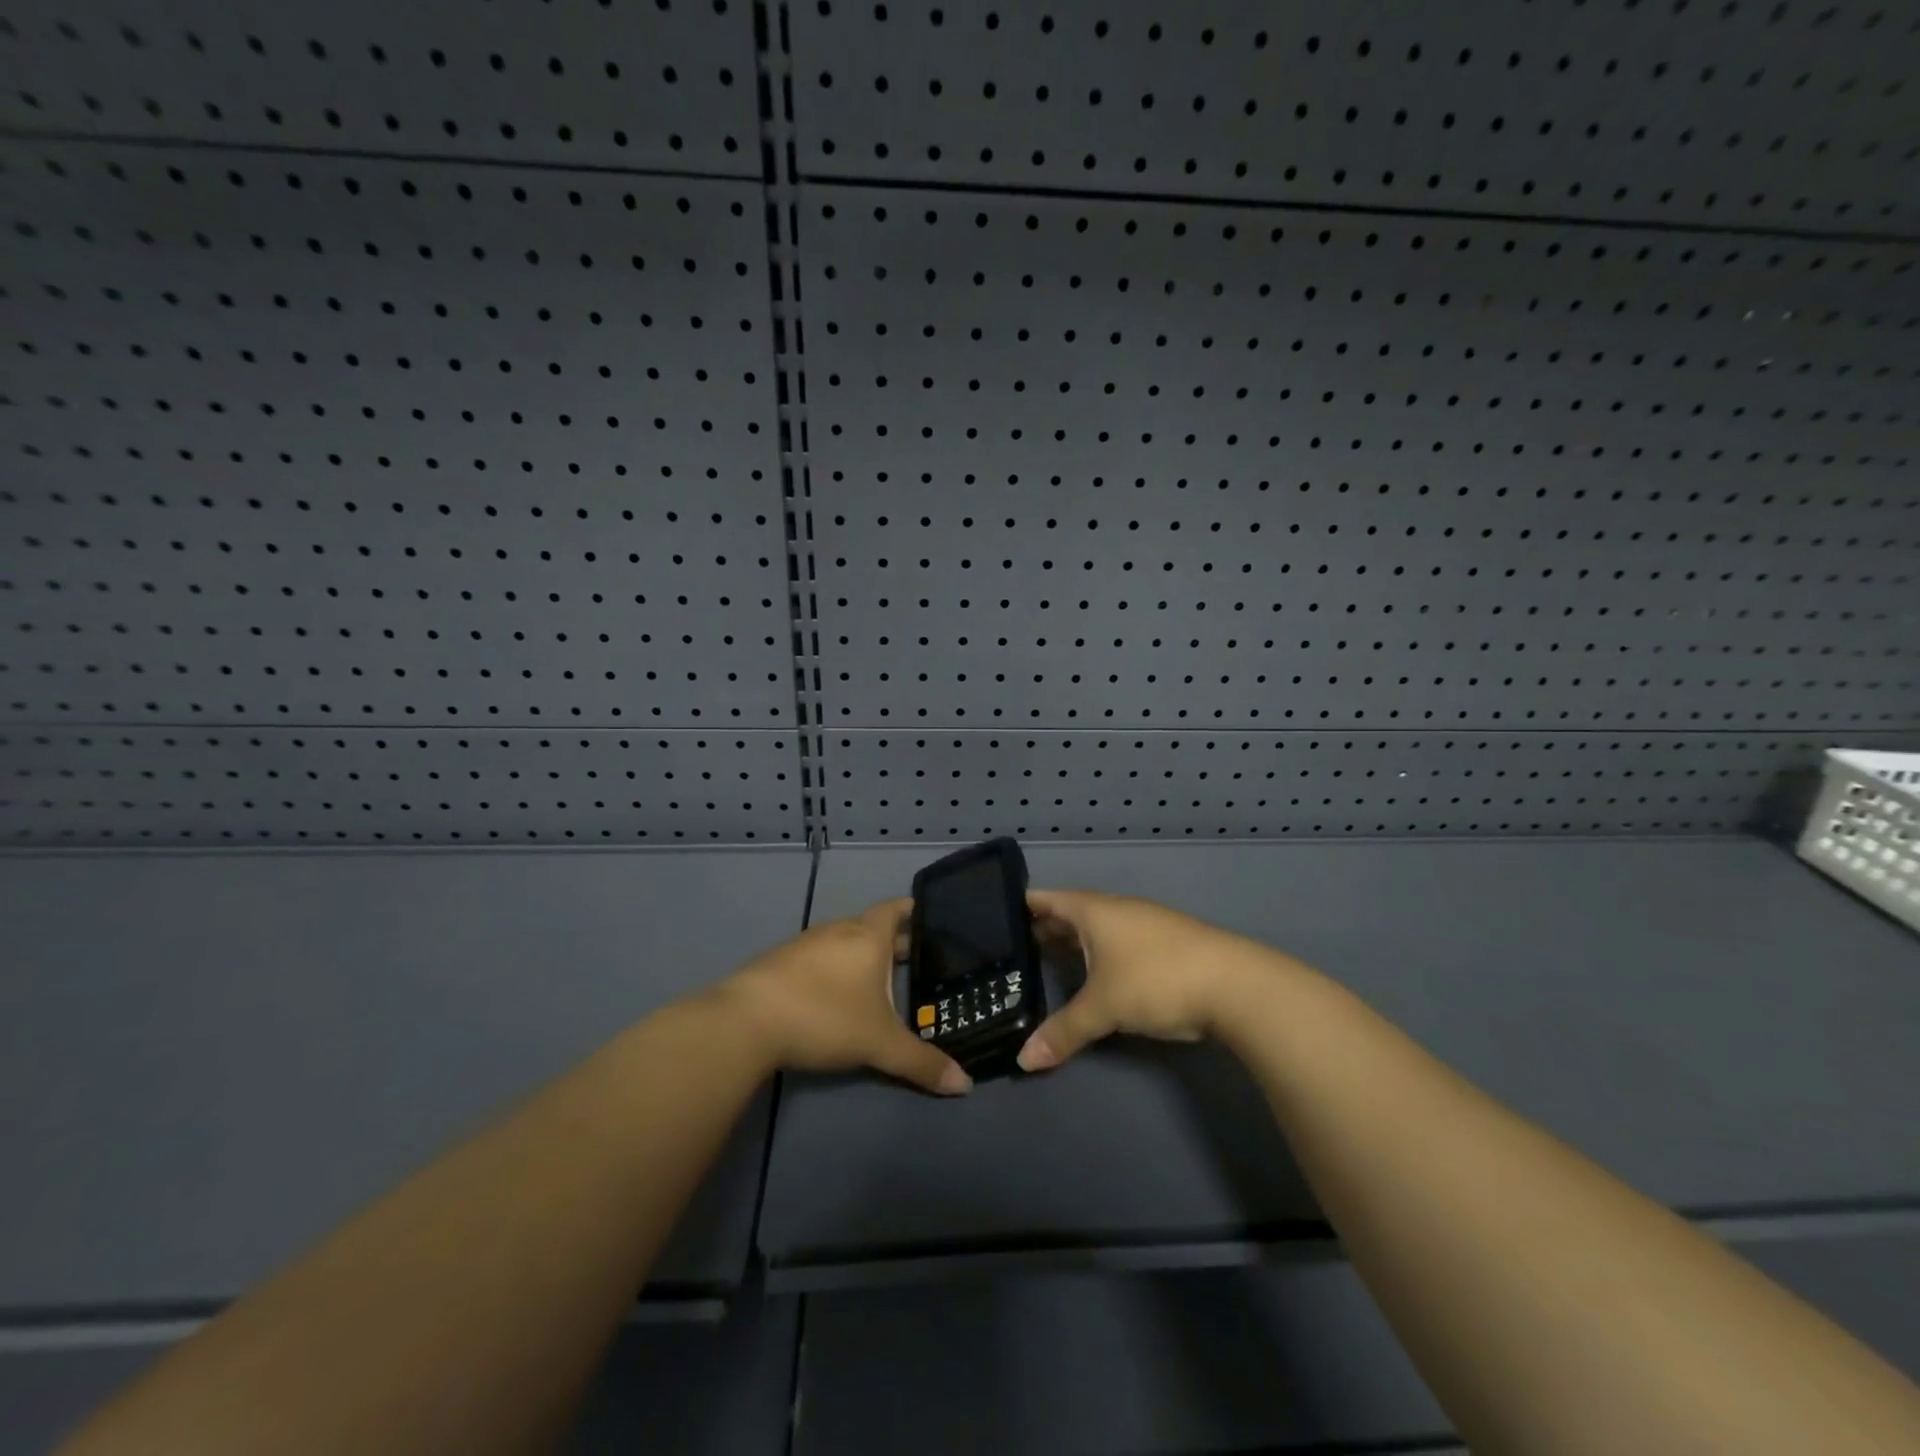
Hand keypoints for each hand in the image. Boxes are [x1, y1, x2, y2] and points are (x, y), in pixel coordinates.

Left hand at [720, 900, 971, 1095]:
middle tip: (915, 958)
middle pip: (871, 926)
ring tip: (878, 978)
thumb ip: (921, 1063)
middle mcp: (838, 931)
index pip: (895, 909)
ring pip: (843, 942)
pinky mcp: (779, 962)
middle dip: (893, 940)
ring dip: (861, 955)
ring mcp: (805, 944)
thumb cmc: (825, 1017)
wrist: (746, 1021)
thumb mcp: (879, 1044)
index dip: (912, 910)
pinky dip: (834, 968)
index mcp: (868, 936)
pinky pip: (818, 957)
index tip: (928, 916)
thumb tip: (966, 1085)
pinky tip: (835, 994)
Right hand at [1018, 889, 1284, 1071]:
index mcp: (1094, 910)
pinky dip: (1098, 954)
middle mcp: (1116, 910)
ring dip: (1074, 942)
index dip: (1021, 906)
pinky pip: (1118, 942)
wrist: (1236, 985)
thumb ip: (1063, 1032)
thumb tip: (1023, 1061)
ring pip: (1097, 929)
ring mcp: (1144, 924)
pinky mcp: (1165, 944)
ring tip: (1047, 961)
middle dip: (1045, 928)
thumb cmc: (1157, 980)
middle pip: (1071, 913)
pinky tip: (1095, 976)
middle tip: (1013, 948)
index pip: (1047, 899)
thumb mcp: (1104, 1008)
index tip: (993, 916)